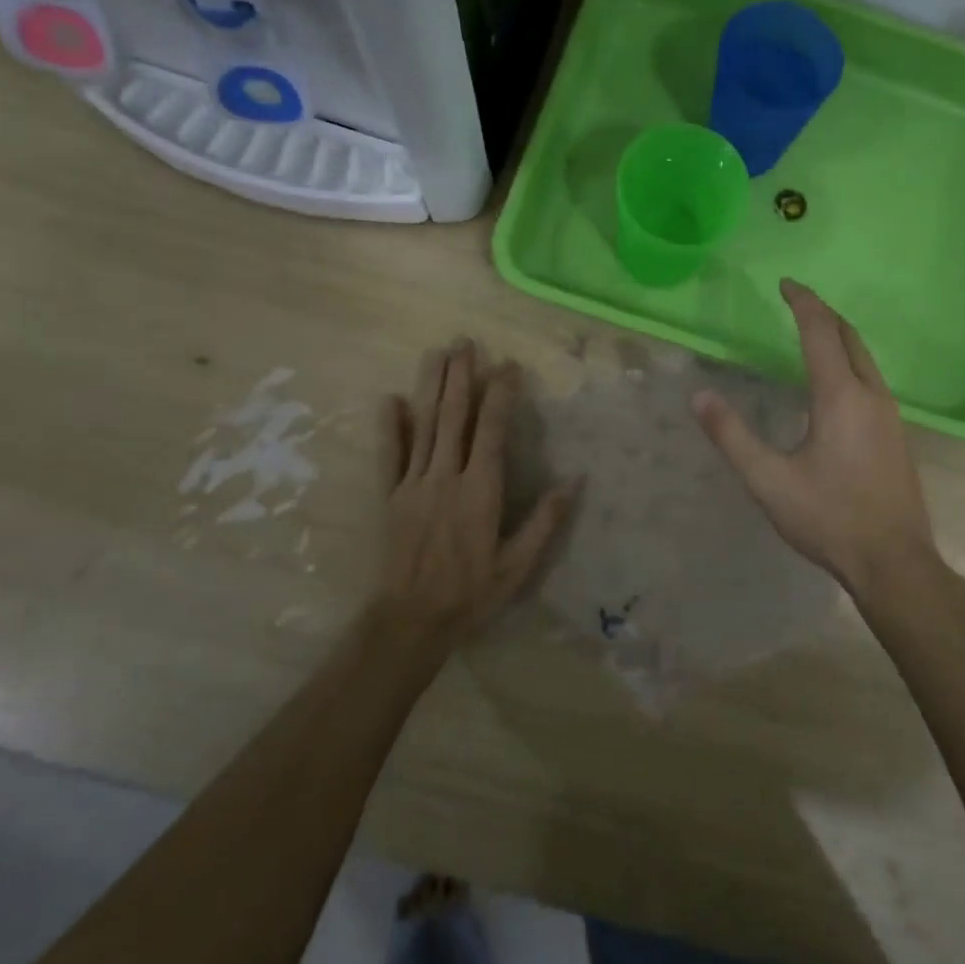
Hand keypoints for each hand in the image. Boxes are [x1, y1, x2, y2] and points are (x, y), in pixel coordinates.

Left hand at [374, 340, 579, 651]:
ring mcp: (413, 484)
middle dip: (460, 376)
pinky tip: (390, 399)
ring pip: (423, 425)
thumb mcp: (519, 565)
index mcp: (479, 490)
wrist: (410, 621)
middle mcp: (445, 477)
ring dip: (430, 386)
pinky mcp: (389, 497)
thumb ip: (546, 520)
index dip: (500, 394)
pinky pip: (389, 455)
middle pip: (453, 416)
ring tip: (436, 353)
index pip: (491, 429)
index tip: (508, 365)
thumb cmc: (471, 593)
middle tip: (465, 341)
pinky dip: (390, 426)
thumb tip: (575, 480)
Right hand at [691, 280, 938, 599]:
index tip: (785, 283)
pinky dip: (851, 362)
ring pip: (866, 359)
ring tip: (814, 334)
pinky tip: (837, 384)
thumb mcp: (769, 481)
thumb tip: (699, 398)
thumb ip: (732, 437)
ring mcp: (891, 415)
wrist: (894, 562)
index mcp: (840, 397)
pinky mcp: (898, 435)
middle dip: (824, 313)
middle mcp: (871, 395)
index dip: (802, 302)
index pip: (820, 332)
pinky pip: (873, 380)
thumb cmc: (829, 518)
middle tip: (798, 301)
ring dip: (840, 337)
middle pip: (850, 337)